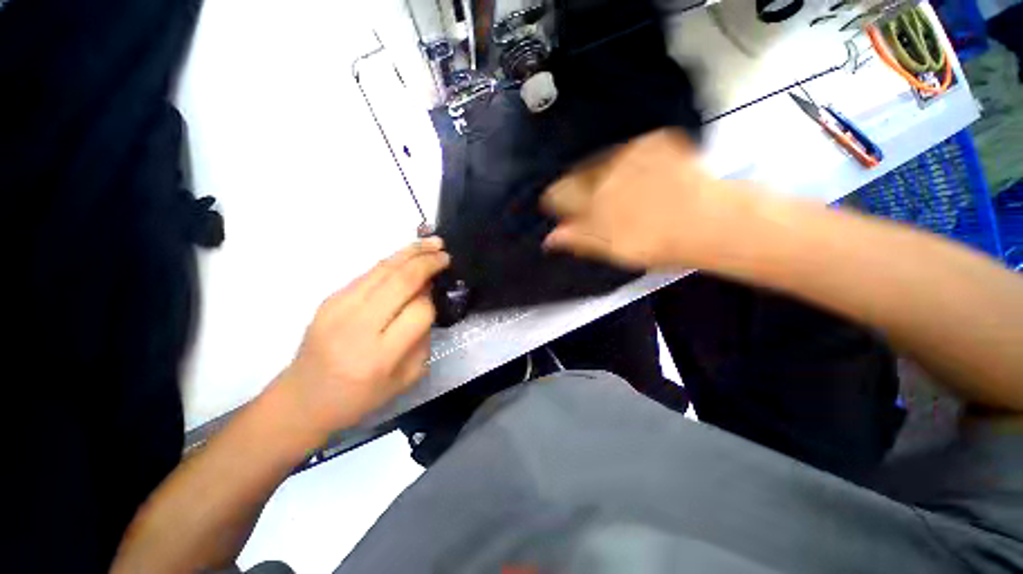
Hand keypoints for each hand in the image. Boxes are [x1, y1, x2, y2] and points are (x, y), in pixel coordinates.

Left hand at [277, 238, 449, 437]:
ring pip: (383, 269)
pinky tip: (407, 255)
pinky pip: (368, 273)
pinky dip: (392, 261)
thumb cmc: (361, 397)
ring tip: (432, 242)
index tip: (437, 297)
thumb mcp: (406, 378)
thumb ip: (423, 339)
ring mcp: (338, 308)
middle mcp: (357, 327)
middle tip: (445, 253)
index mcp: (380, 356)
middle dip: (427, 262)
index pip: (418, 311)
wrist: (303, 398)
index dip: (432, 300)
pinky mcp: (329, 299)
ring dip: (411, 252)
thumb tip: (426, 298)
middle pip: (400, 281)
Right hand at [540, 129, 755, 269]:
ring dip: (601, 173)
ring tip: (621, 192)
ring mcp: (631, 153)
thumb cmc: (656, 243)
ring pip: (601, 159)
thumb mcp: (611, 248)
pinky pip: (628, 149)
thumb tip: (550, 237)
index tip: (557, 206)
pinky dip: (628, 161)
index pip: (559, 193)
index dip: (556, 200)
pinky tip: (640, 177)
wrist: (710, 222)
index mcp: (593, 199)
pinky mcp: (653, 140)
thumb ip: (578, 239)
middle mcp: (606, 171)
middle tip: (595, 203)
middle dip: (578, 186)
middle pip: (578, 173)